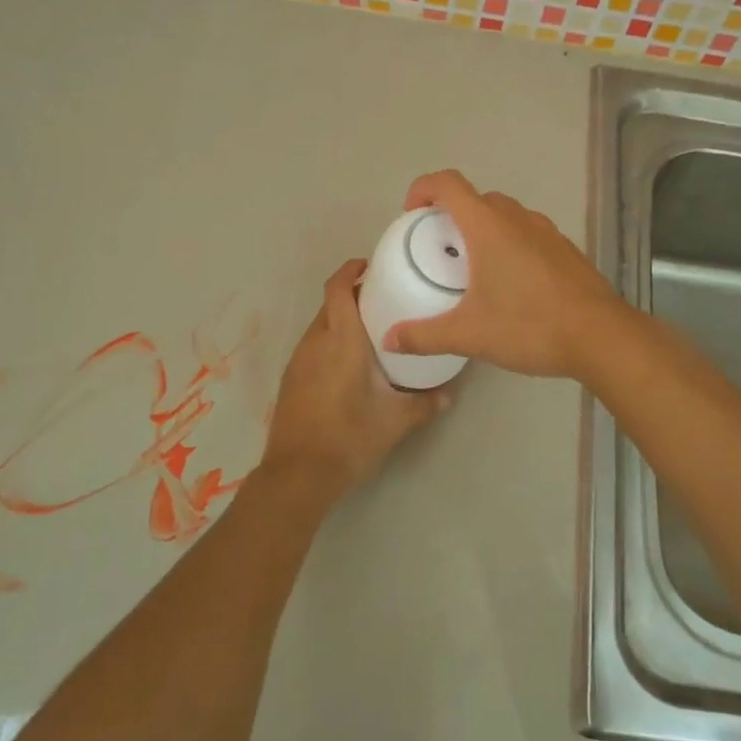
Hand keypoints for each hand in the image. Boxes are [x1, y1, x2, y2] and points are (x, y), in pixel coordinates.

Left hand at [260, 260, 449, 504]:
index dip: (351, 270)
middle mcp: (315, 342)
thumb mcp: (396, 421)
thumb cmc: (350, 437)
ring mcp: (298, 361)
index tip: (371, 265)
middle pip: (331, 304)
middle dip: (353, 296)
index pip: (338, 288)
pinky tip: (349, 364)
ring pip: (320, 326)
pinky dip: (330, 342)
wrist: (298, 474)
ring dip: (341, 321)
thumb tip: (449, 394)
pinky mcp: (291, 380)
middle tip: (385, 301)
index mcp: (341, 340)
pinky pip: (313, 347)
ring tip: (372, 332)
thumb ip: (425, 404)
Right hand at [383, 170, 625, 379]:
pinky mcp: (567, 250)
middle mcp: (518, 219)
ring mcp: (548, 232)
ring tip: (474, 269)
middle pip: (477, 198)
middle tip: (440, 250)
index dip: (423, 189)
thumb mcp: (469, 335)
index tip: (411, 215)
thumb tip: (389, 339)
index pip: (448, 184)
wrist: (601, 337)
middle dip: (452, 214)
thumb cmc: (530, 326)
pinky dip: (511, 244)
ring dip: (484, 229)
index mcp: (489, 227)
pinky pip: (529, 233)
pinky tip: (512, 285)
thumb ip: (425, 335)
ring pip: (506, 215)